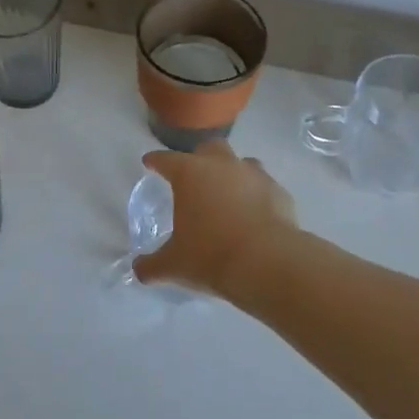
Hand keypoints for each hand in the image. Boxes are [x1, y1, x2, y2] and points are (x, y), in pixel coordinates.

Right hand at [132, 140, 296, 296]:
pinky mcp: (279, 191)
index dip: (156, 161)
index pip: (167, 159)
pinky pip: (264, 186)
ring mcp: (255, 175)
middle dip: (199, 158)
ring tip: (227, 194)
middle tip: (194, 176)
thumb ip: (152, 265)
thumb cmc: (211, 256)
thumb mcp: (174, 265)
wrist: (267, 262)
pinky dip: (256, 195)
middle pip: (209, 148)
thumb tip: (138, 270)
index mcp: (190, 174)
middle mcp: (223, 165)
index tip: (150, 162)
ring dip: (232, 173)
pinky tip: (254, 213)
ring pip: (241, 163)